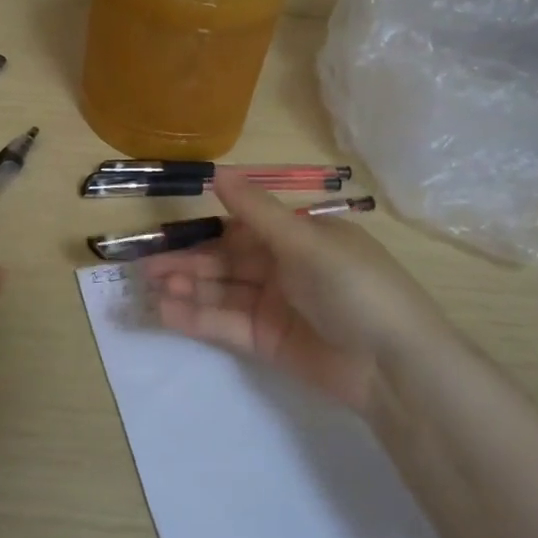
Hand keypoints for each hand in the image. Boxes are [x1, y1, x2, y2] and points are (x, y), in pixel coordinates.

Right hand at [137, 175, 439, 415]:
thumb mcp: (305, 241)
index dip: (205, 230)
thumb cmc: (353, 287)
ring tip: (150, 288)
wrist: (392, 365)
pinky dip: (197, 317)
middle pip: (226, 261)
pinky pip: (226, 323)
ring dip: (188, 288)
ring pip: (222, 292)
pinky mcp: (267, 341)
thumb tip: (218, 172)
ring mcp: (274, 306)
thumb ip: (256, 211)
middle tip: (145, 267)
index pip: (242, 228)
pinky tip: (166, 311)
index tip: (167, 232)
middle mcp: (284, 267)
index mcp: (299, 237)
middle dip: (188, 262)